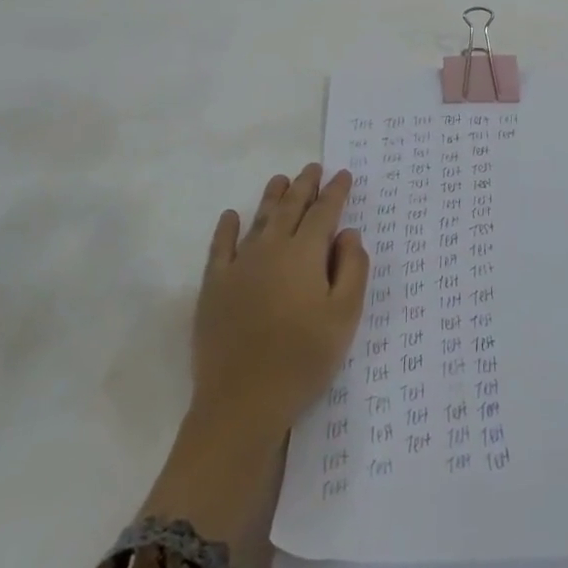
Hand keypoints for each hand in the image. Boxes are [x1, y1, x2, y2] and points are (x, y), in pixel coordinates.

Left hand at [191, 164, 369, 434]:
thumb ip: (352, 270)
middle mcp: (271, 249)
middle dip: (304, 185)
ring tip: (281, 179)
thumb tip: (348, 234)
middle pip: (290, 208)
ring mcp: (239, 266)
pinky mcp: (214, 286)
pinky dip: (227, 228)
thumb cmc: (303, 358)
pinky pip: (220, 247)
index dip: (335, 192)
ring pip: (259, 220)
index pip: (324, 212)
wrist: (243, 401)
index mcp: (305, 254)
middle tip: (313, 167)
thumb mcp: (344, 317)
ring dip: (272, 197)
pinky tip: (230, 215)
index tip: (343, 175)